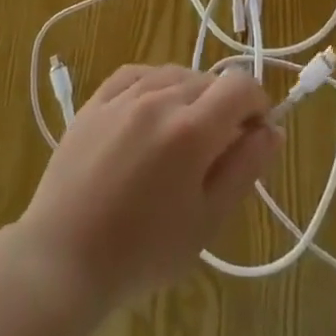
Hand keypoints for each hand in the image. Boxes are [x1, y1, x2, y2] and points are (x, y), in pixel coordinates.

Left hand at [10, 65, 281, 313]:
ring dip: (191, 95)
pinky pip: (137, 74)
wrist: (62, 261)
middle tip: (216, 151)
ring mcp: (123, 96)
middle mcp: (160, 98)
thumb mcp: (208, 221)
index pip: (241, 86)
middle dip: (225, 106)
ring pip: (175, 74)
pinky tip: (152, 109)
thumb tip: (273, 130)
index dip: (257, 105)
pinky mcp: (95, 102)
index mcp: (192, 129)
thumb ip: (245, 169)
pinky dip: (155, 84)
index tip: (253, 136)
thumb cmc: (143, 252)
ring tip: (181, 136)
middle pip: (210, 80)